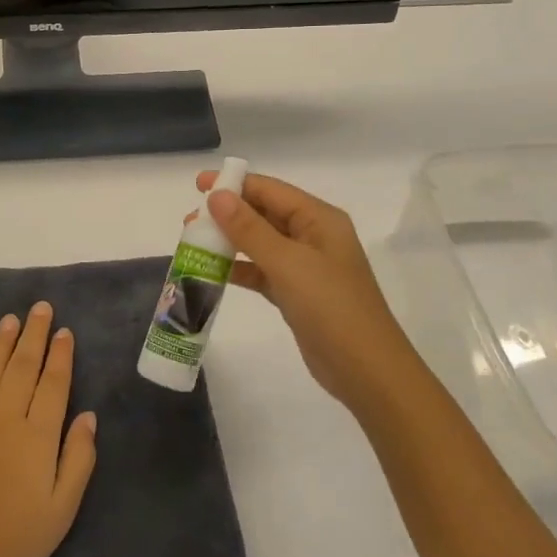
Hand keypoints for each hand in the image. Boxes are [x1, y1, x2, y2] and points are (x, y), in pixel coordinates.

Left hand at [0, 302, 98, 556]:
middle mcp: (4, 418)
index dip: (60, 355)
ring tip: (10, 320)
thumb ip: (78, 458)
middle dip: (34, 334)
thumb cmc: (16, 542)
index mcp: (37, 436)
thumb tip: (88, 416)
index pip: (53, 383)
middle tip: (40, 308)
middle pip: (22, 366)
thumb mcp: (63, 509)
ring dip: (1, 343)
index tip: (64, 331)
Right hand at [197, 170, 418, 415]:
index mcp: (319, 219)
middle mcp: (314, 236)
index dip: (234, 184)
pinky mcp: (298, 294)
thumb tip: (216, 195)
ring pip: (260, 243)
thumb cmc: (331, 308)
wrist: (366, 372)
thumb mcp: (288, 263)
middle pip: (264, 214)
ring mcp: (306, 267)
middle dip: (227, 214)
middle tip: (189, 221)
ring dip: (229, 241)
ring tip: (194, 243)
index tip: (197, 185)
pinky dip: (239, 269)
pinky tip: (212, 272)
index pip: (270, 190)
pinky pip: (262, 271)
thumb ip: (249, 228)